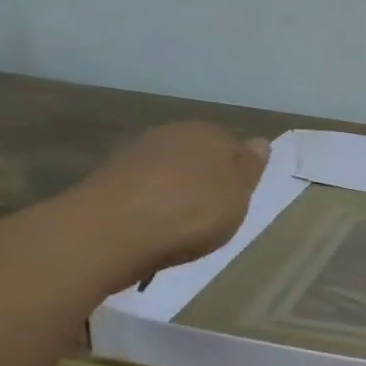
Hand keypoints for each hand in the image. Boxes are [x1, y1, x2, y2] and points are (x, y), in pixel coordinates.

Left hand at [65, 123, 270, 285]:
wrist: (110, 232)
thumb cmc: (190, 213)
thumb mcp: (237, 195)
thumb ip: (249, 168)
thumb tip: (259, 142)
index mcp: (209, 133)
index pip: (234, 147)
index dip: (239, 173)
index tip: (239, 200)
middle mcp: (171, 134)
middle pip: (198, 156)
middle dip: (205, 179)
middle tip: (212, 214)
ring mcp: (135, 155)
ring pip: (168, 171)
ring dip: (174, 191)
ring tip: (180, 224)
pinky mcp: (106, 180)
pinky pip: (141, 190)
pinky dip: (148, 204)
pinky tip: (150, 226)